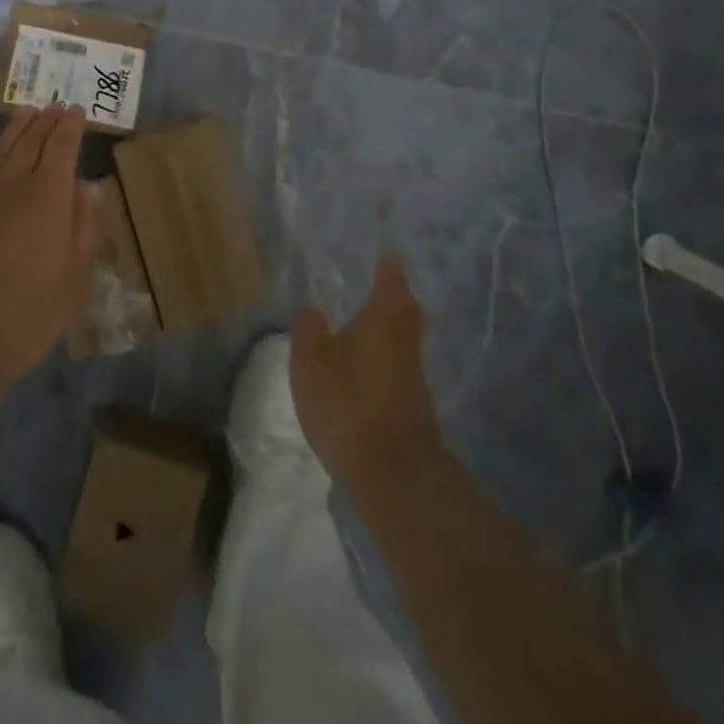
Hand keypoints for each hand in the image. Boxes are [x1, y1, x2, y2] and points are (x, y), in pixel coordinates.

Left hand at [0, 106, 98, 386]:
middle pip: (30, 143)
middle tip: (52, 105)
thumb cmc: (25, 315)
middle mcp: (11, 185)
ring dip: (12, 129)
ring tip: (24, 111)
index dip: (70, 127)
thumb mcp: (72, 278)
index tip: (75, 109)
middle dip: (44, 122)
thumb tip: (86, 188)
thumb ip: (82, 228)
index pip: (62, 148)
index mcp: (48, 197)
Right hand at [291, 253, 445, 489]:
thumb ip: (308, 330)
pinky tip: (368, 364)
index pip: (390, 279)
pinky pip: (401, 363)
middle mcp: (405, 339)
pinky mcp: (415, 403)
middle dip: (396, 293)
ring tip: (367, 320)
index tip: (385, 250)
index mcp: (382, 318)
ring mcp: (414, 373)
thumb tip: (311, 306)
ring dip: (392, 324)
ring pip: (406, 336)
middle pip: (406, 307)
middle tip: (380, 281)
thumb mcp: (310, 363)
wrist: (394, 473)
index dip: (388, 264)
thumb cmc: (348, 404)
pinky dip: (388, 354)